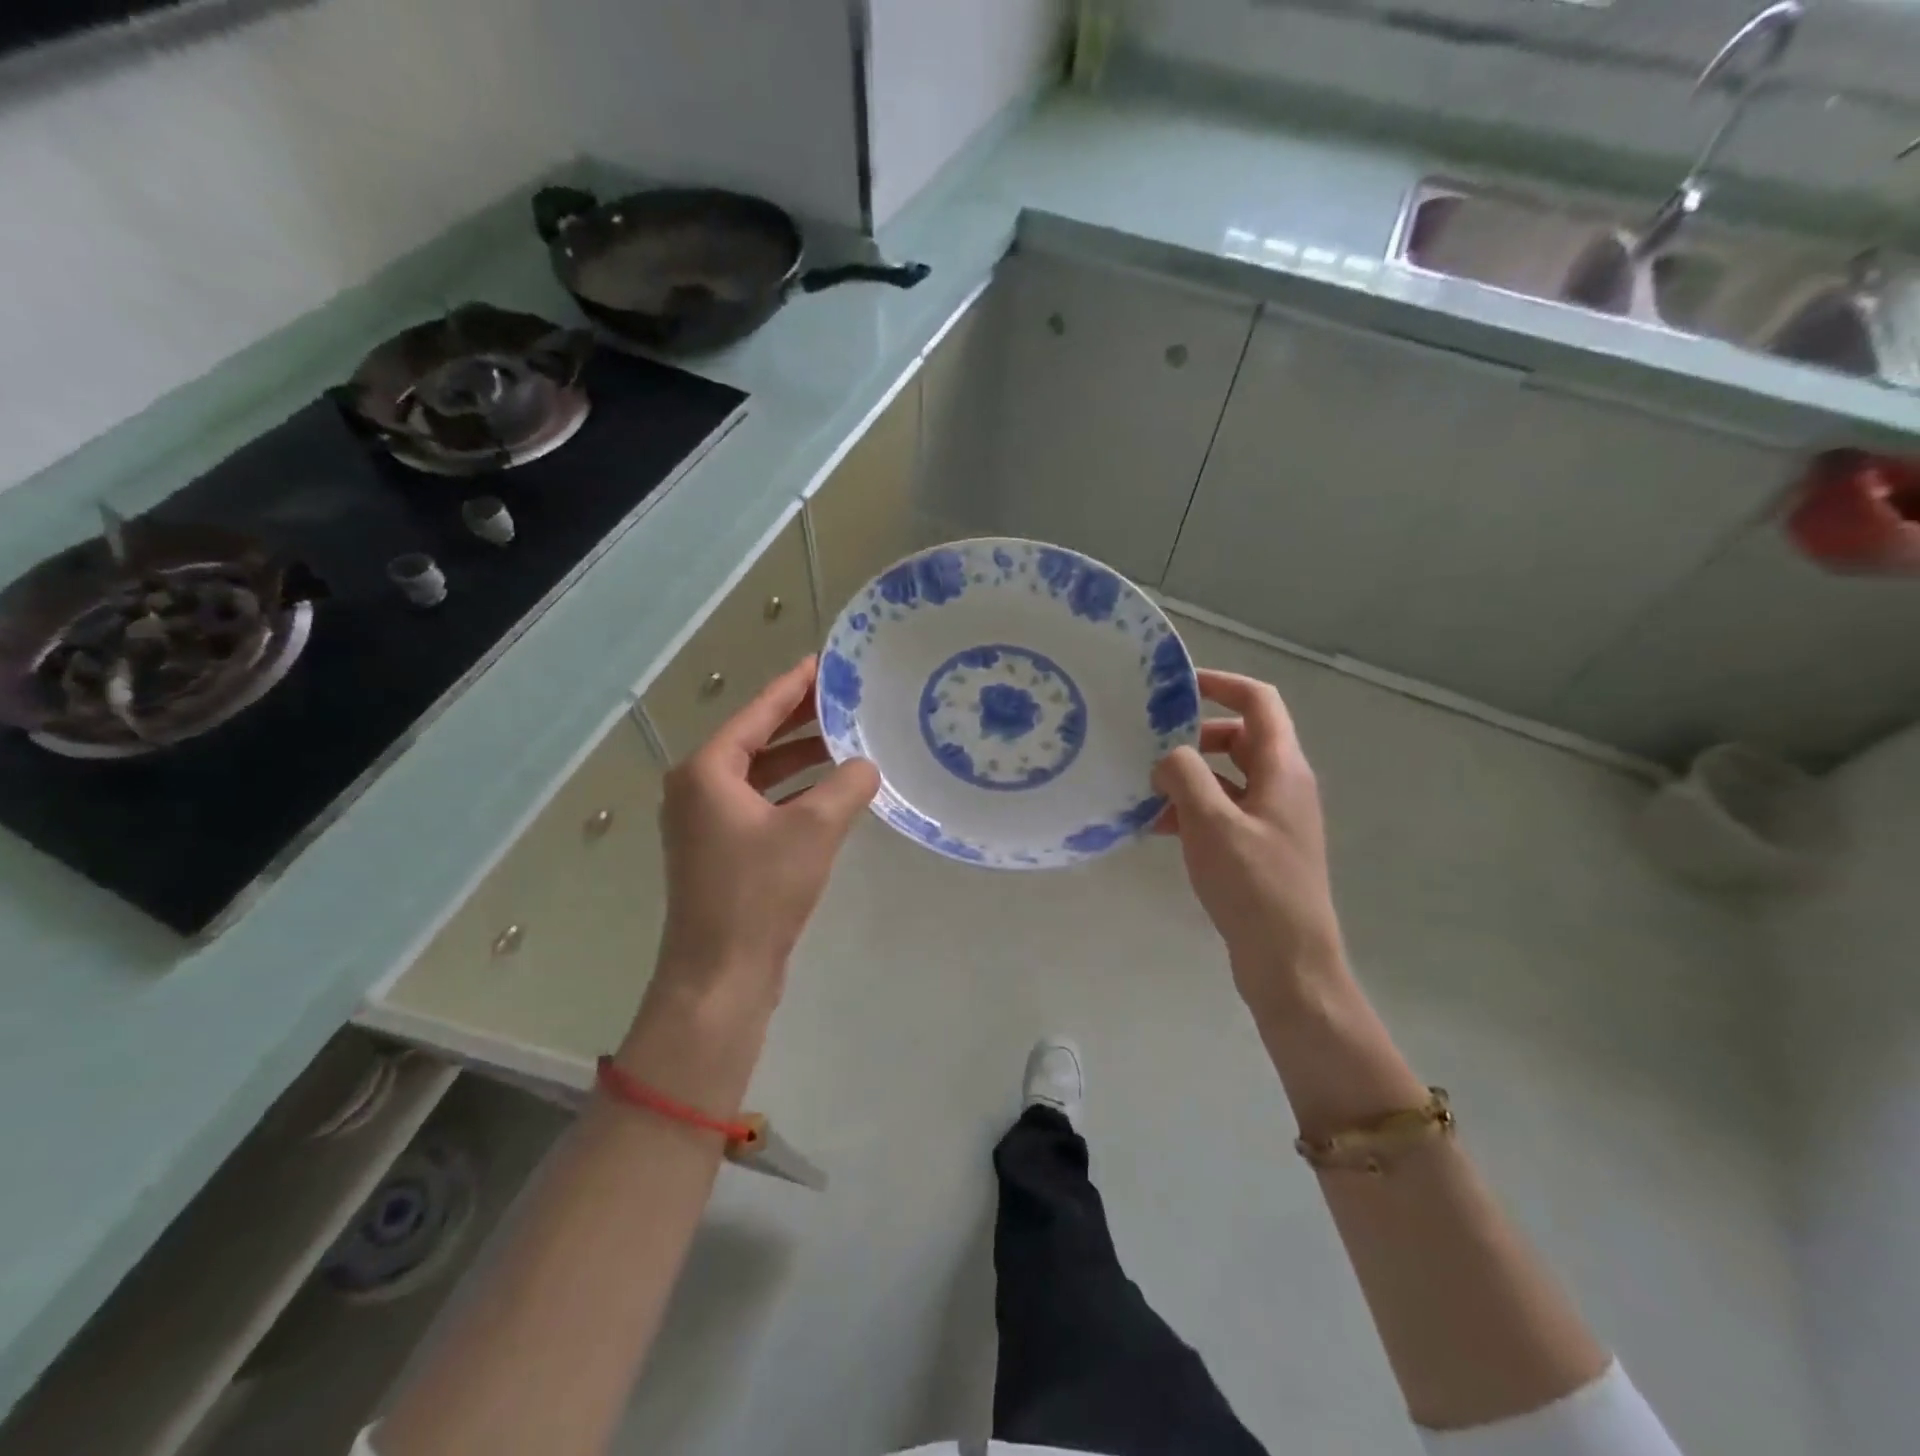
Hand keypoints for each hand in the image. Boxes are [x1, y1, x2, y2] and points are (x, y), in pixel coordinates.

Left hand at [650, 657, 879, 1016]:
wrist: (720, 975)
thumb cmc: (760, 892)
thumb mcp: (814, 829)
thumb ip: (847, 786)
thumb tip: (867, 766)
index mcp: (706, 771)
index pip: (756, 713)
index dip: (793, 687)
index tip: (823, 663)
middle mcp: (697, 789)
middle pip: (755, 741)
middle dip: (800, 721)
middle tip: (844, 700)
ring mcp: (705, 823)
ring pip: (759, 775)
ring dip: (799, 759)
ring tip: (845, 742)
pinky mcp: (720, 852)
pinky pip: (760, 805)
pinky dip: (793, 793)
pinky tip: (830, 793)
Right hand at [1152, 670, 1346, 1010]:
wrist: (1288, 961)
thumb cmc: (1253, 886)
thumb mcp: (1210, 823)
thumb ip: (1184, 775)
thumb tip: (1168, 756)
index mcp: (1282, 769)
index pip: (1259, 702)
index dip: (1222, 684)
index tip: (1177, 686)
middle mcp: (1283, 786)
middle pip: (1240, 738)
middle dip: (1195, 735)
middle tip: (1152, 742)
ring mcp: (1272, 819)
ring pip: (1227, 777)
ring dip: (1189, 776)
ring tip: (1144, 787)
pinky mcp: (1259, 848)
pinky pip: (1223, 811)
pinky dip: (1192, 809)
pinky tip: (1155, 825)